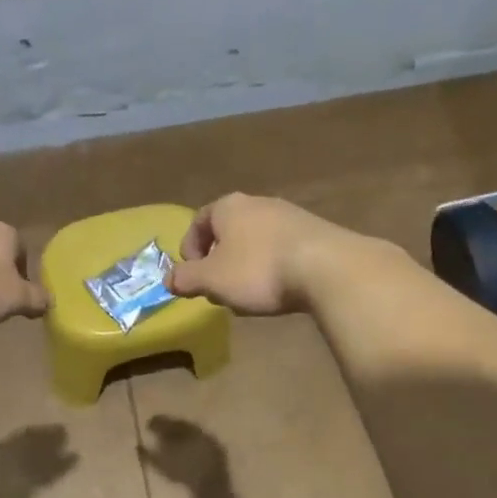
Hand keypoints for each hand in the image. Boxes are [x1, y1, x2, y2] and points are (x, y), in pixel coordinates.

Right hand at [166, 194, 351, 314]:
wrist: (328, 268)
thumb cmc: (258, 270)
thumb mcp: (211, 279)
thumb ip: (185, 278)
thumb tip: (168, 279)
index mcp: (228, 207)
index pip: (199, 221)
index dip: (190, 248)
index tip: (192, 275)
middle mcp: (258, 203)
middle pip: (229, 231)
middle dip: (220, 261)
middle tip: (219, 288)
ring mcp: (290, 215)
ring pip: (256, 240)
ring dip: (247, 266)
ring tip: (250, 294)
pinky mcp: (316, 232)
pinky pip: (283, 249)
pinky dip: (274, 267)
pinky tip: (280, 289)